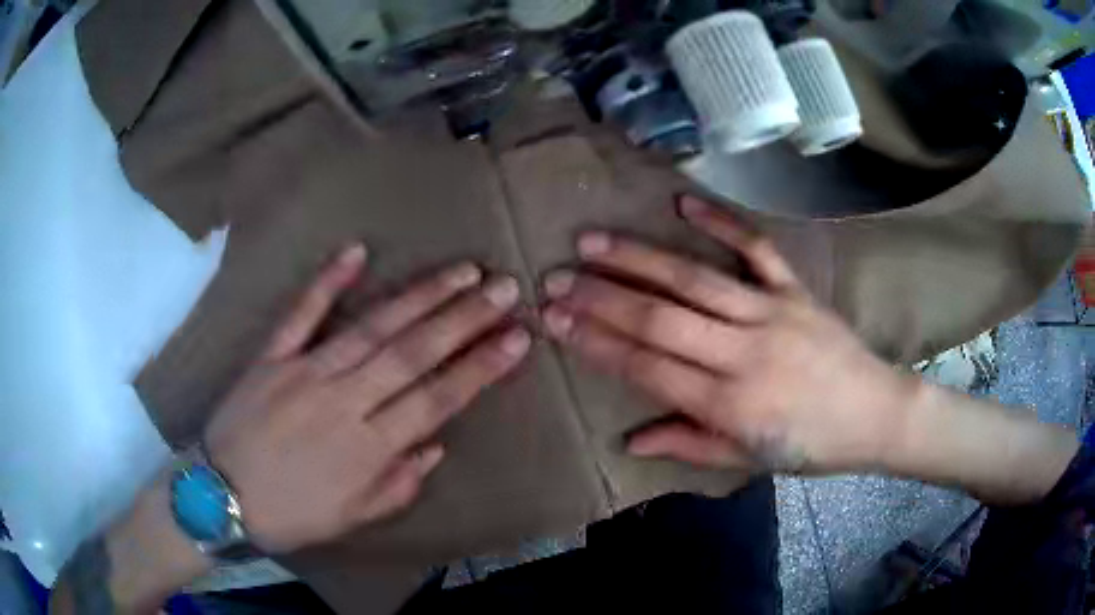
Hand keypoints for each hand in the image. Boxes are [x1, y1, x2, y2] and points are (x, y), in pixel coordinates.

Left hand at [203, 245, 529, 552]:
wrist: (221, 496)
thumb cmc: (291, 514)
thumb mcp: (353, 517)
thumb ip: (399, 483)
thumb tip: (435, 446)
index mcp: (368, 447)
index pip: (437, 398)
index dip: (480, 367)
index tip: (517, 338)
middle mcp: (343, 401)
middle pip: (413, 352)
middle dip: (464, 318)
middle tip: (504, 288)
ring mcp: (305, 371)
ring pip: (371, 327)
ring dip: (419, 296)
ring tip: (460, 271)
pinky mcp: (272, 356)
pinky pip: (300, 314)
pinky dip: (326, 282)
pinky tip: (356, 252)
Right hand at [541, 196, 915, 473]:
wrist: (875, 413)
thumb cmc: (810, 446)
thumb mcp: (747, 461)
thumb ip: (688, 445)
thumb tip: (630, 439)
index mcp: (730, 404)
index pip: (648, 367)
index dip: (597, 343)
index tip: (554, 320)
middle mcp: (745, 353)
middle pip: (661, 318)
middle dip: (600, 297)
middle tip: (553, 277)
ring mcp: (772, 312)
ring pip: (694, 279)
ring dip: (638, 258)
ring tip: (592, 240)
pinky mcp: (796, 289)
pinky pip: (755, 248)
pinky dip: (720, 222)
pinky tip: (680, 204)